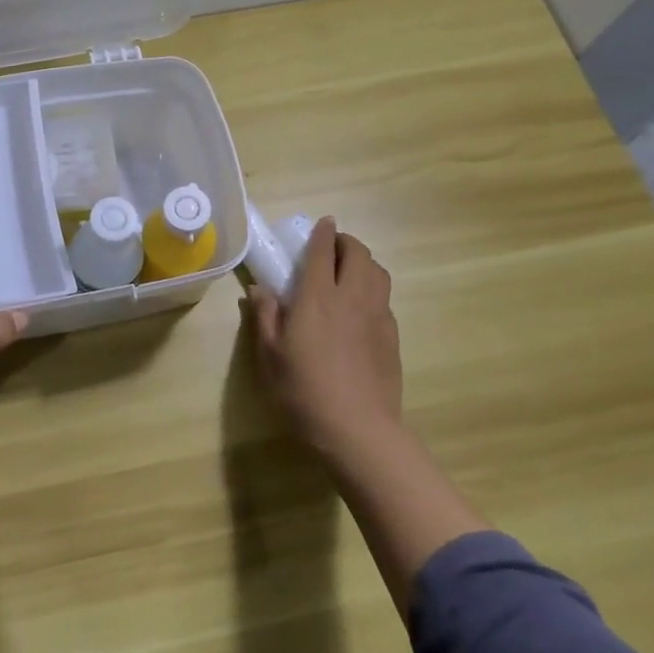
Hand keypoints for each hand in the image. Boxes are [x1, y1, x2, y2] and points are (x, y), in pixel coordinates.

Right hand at [250, 217, 402, 460]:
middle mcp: (351, 297)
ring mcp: (377, 316)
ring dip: (364, 262)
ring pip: (378, 272)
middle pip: (358, 254)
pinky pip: (384, 298)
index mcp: (317, 298)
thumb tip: (261, 289)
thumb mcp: (270, 356)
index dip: (323, 233)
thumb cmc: (303, 392)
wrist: (358, 429)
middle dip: (346, 242)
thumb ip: (265, 317)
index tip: (323, 223)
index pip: (322, 252)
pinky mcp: (392, 336)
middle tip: (332, 247)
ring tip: (348, 270)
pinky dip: (373, 288)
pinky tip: (361, 307)